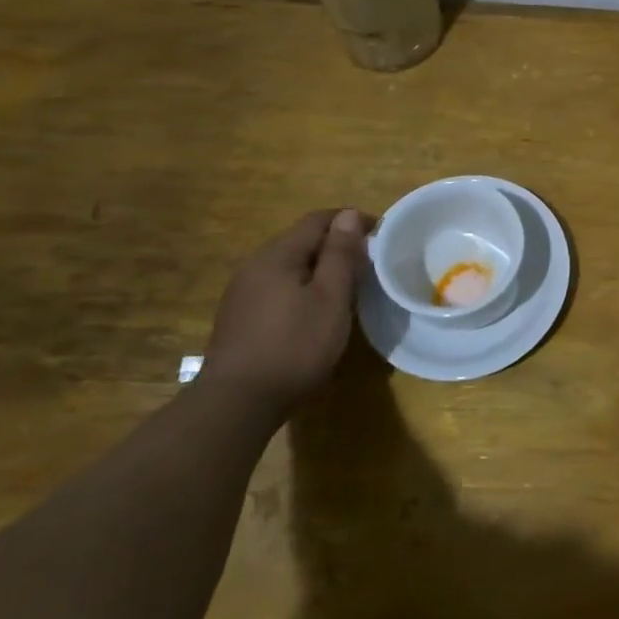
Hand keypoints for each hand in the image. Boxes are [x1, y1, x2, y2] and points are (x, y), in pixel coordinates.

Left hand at [204, 208, 373, 411]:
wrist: (237, 403)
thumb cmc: (295, 346)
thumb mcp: (330, 298)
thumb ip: (340, 254)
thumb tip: (347, 215)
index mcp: (277, 255)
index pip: (318, 220)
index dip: (351, 221)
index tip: (380, 235)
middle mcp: (255, 266)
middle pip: (301, 241)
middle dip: (336, 245)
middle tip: (368, 263)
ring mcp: (242, 292)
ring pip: (289, 265)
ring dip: (320, 268)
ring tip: (347, 287)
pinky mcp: (240, 317)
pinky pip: (278, 286)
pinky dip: (302, 287)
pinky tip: (315, 311)